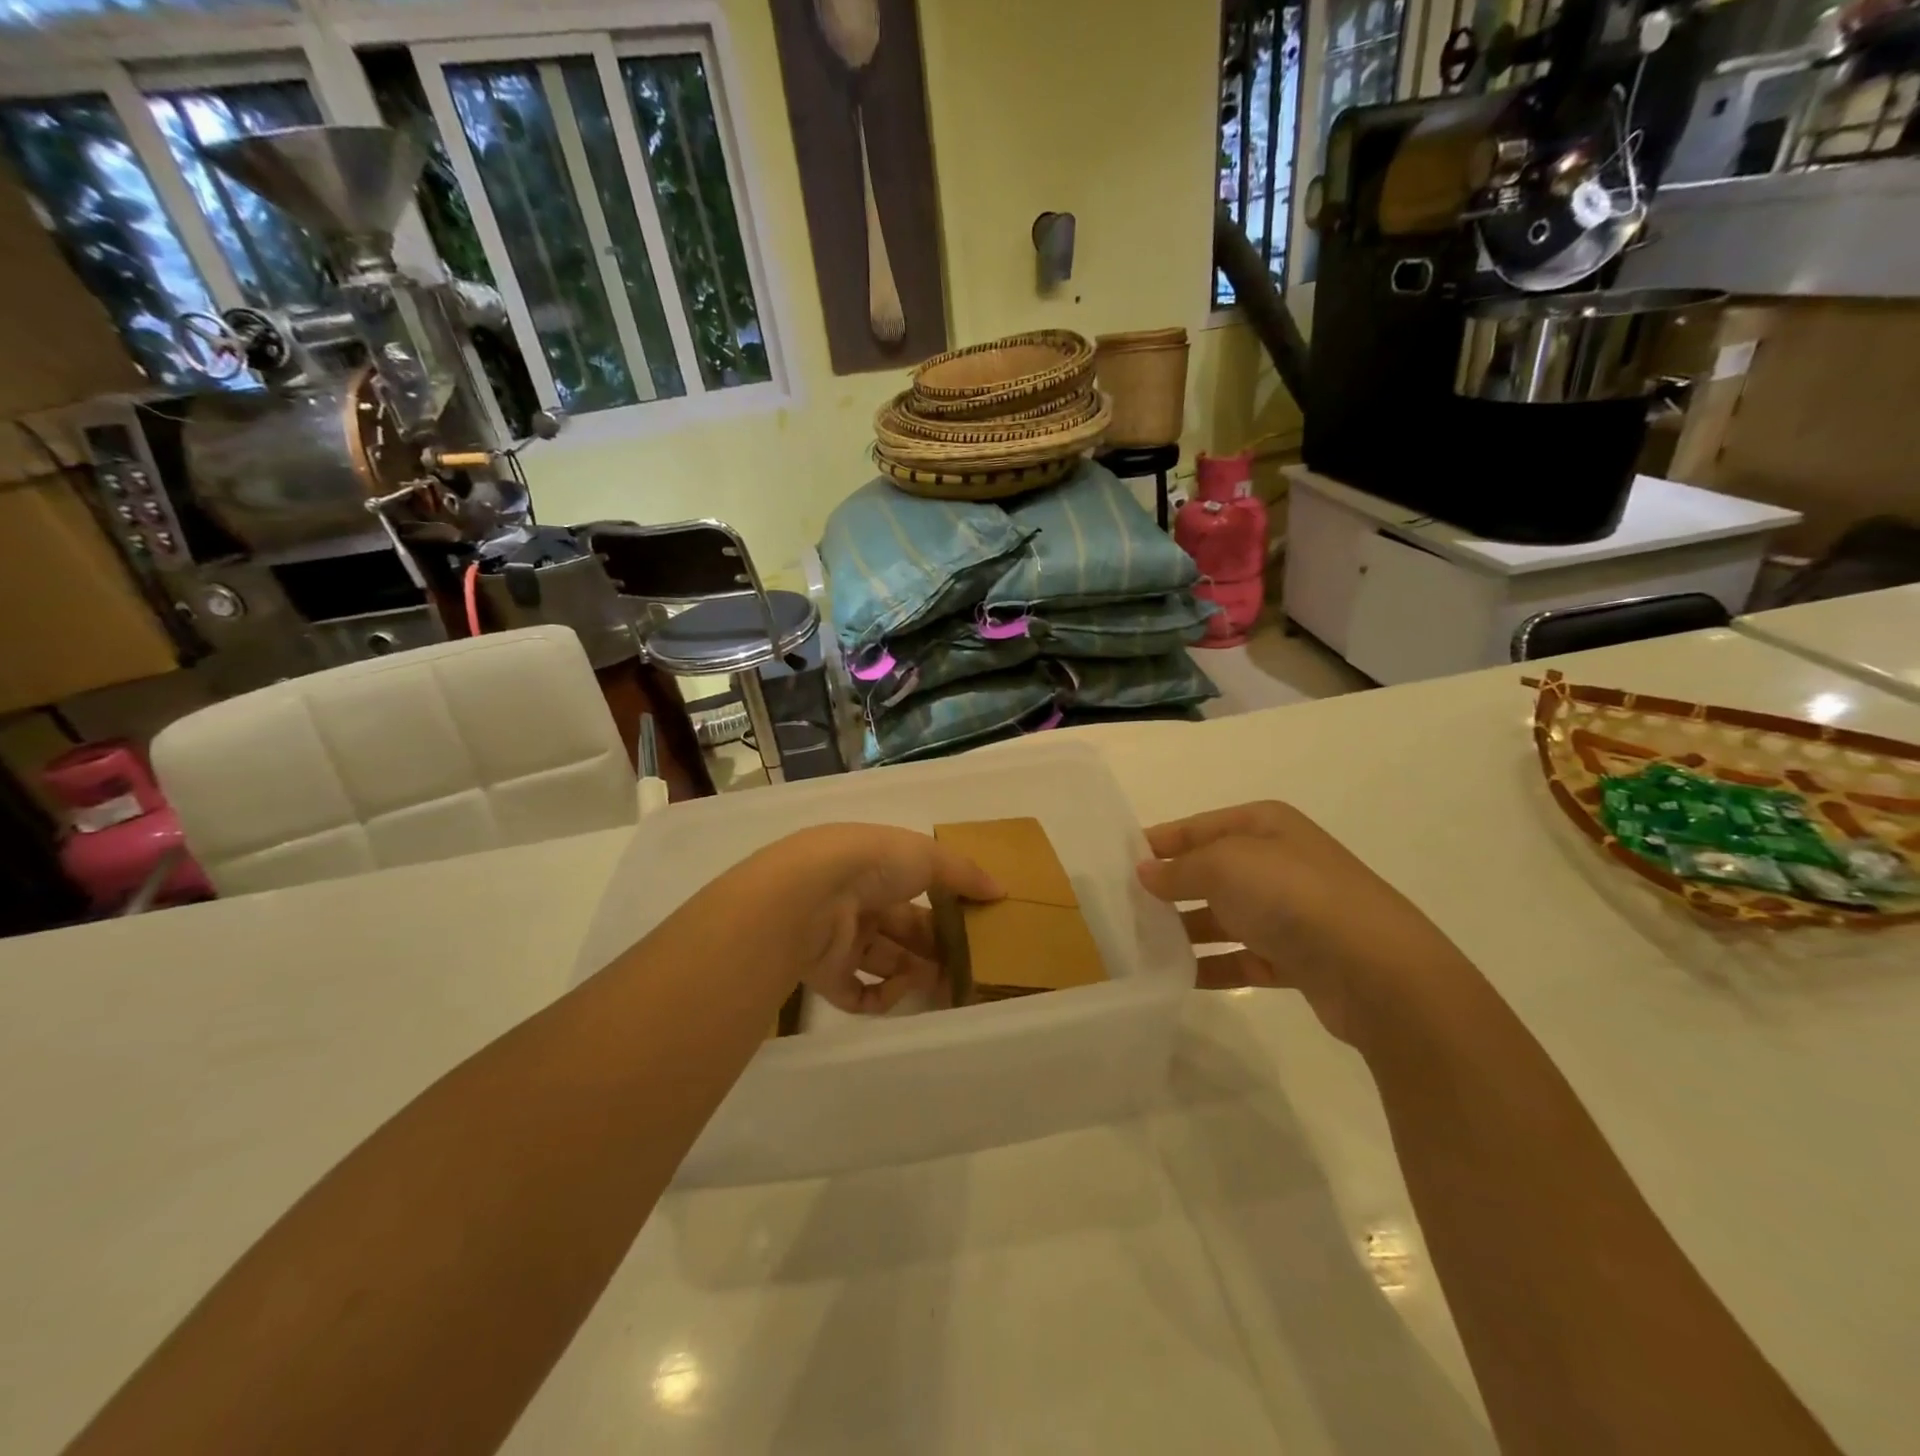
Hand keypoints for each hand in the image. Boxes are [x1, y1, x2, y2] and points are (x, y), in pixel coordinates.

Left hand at [744, 824, 1002, 1013]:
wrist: (809, 894)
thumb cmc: (871, 864)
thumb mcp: (928, 856)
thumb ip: (965, 875)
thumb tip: (1001, 890)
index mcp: (875, 869)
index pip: (916, 892)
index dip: (945, 909)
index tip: (974, 927)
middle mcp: (857, 903)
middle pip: (903, 930)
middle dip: (936, 947)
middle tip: (969, 966)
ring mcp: (838, 940)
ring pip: (884, 962)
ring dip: (917, 974)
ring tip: (948, 985)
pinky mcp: (825, 975)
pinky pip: (859, 994)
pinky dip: (884, 996)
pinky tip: (903, 989)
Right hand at [1137, 801, 1465, 1043]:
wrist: (1377, 971)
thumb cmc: (1292, 896)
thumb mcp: (1224, 865)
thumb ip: (1179, 869)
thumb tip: (1145, 872)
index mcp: (1265, 826)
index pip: (1198, 826)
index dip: (1159, 841)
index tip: (1116, 862)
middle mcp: (1278, 863)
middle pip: (1210, 872)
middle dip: (1169, 888)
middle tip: (1121, 907)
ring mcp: (1289, 912)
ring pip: (1223, 917)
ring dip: (1186, 930)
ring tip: (1140, 946)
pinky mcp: (1296, 958)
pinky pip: (1242, 958)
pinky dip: (1212, 966)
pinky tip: (1178, 978)